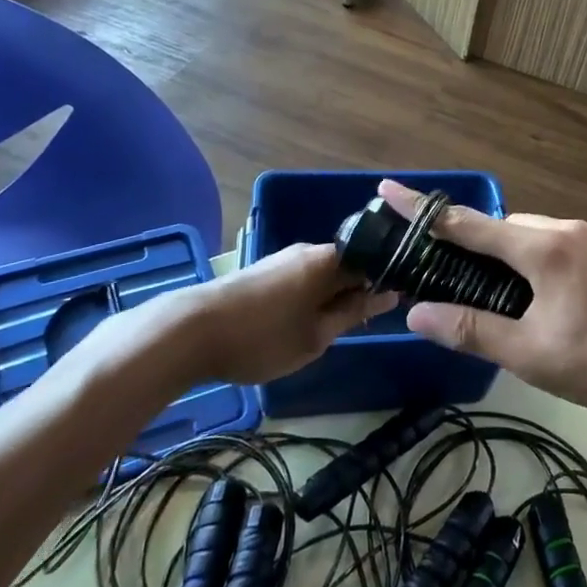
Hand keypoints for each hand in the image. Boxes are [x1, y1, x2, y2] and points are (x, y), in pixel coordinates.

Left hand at [119, 244, 395, 393]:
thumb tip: (389, 294)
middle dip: (359, 291)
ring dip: (333, 297)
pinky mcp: (263, 272)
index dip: (387, 282)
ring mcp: (283, 259)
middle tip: (364, 325)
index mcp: (329, 259)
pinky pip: (302, 279)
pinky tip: (304, 323)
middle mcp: (309, 250)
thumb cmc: (262, 337)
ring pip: (323, 274)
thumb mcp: (316, 336)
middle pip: (348, 265)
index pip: (374, 260)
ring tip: (333, 330)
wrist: (188, 332)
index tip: (397, 306)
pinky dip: (311, 298)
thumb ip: (354, 313)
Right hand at [382, 181, 586, 416]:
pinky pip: (575, 248)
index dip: (426, 211)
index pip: (471, 223)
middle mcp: (573, 230)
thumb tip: (418, 313)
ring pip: (546, 237)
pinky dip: (553, 263)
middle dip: (482, 245)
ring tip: (518, 300)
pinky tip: (566, 302)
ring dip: (521, 256)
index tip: (391, 189)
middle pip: (511, 228)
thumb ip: (473, 330)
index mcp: (544, 247)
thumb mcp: (531, 353)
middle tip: (465, 279)